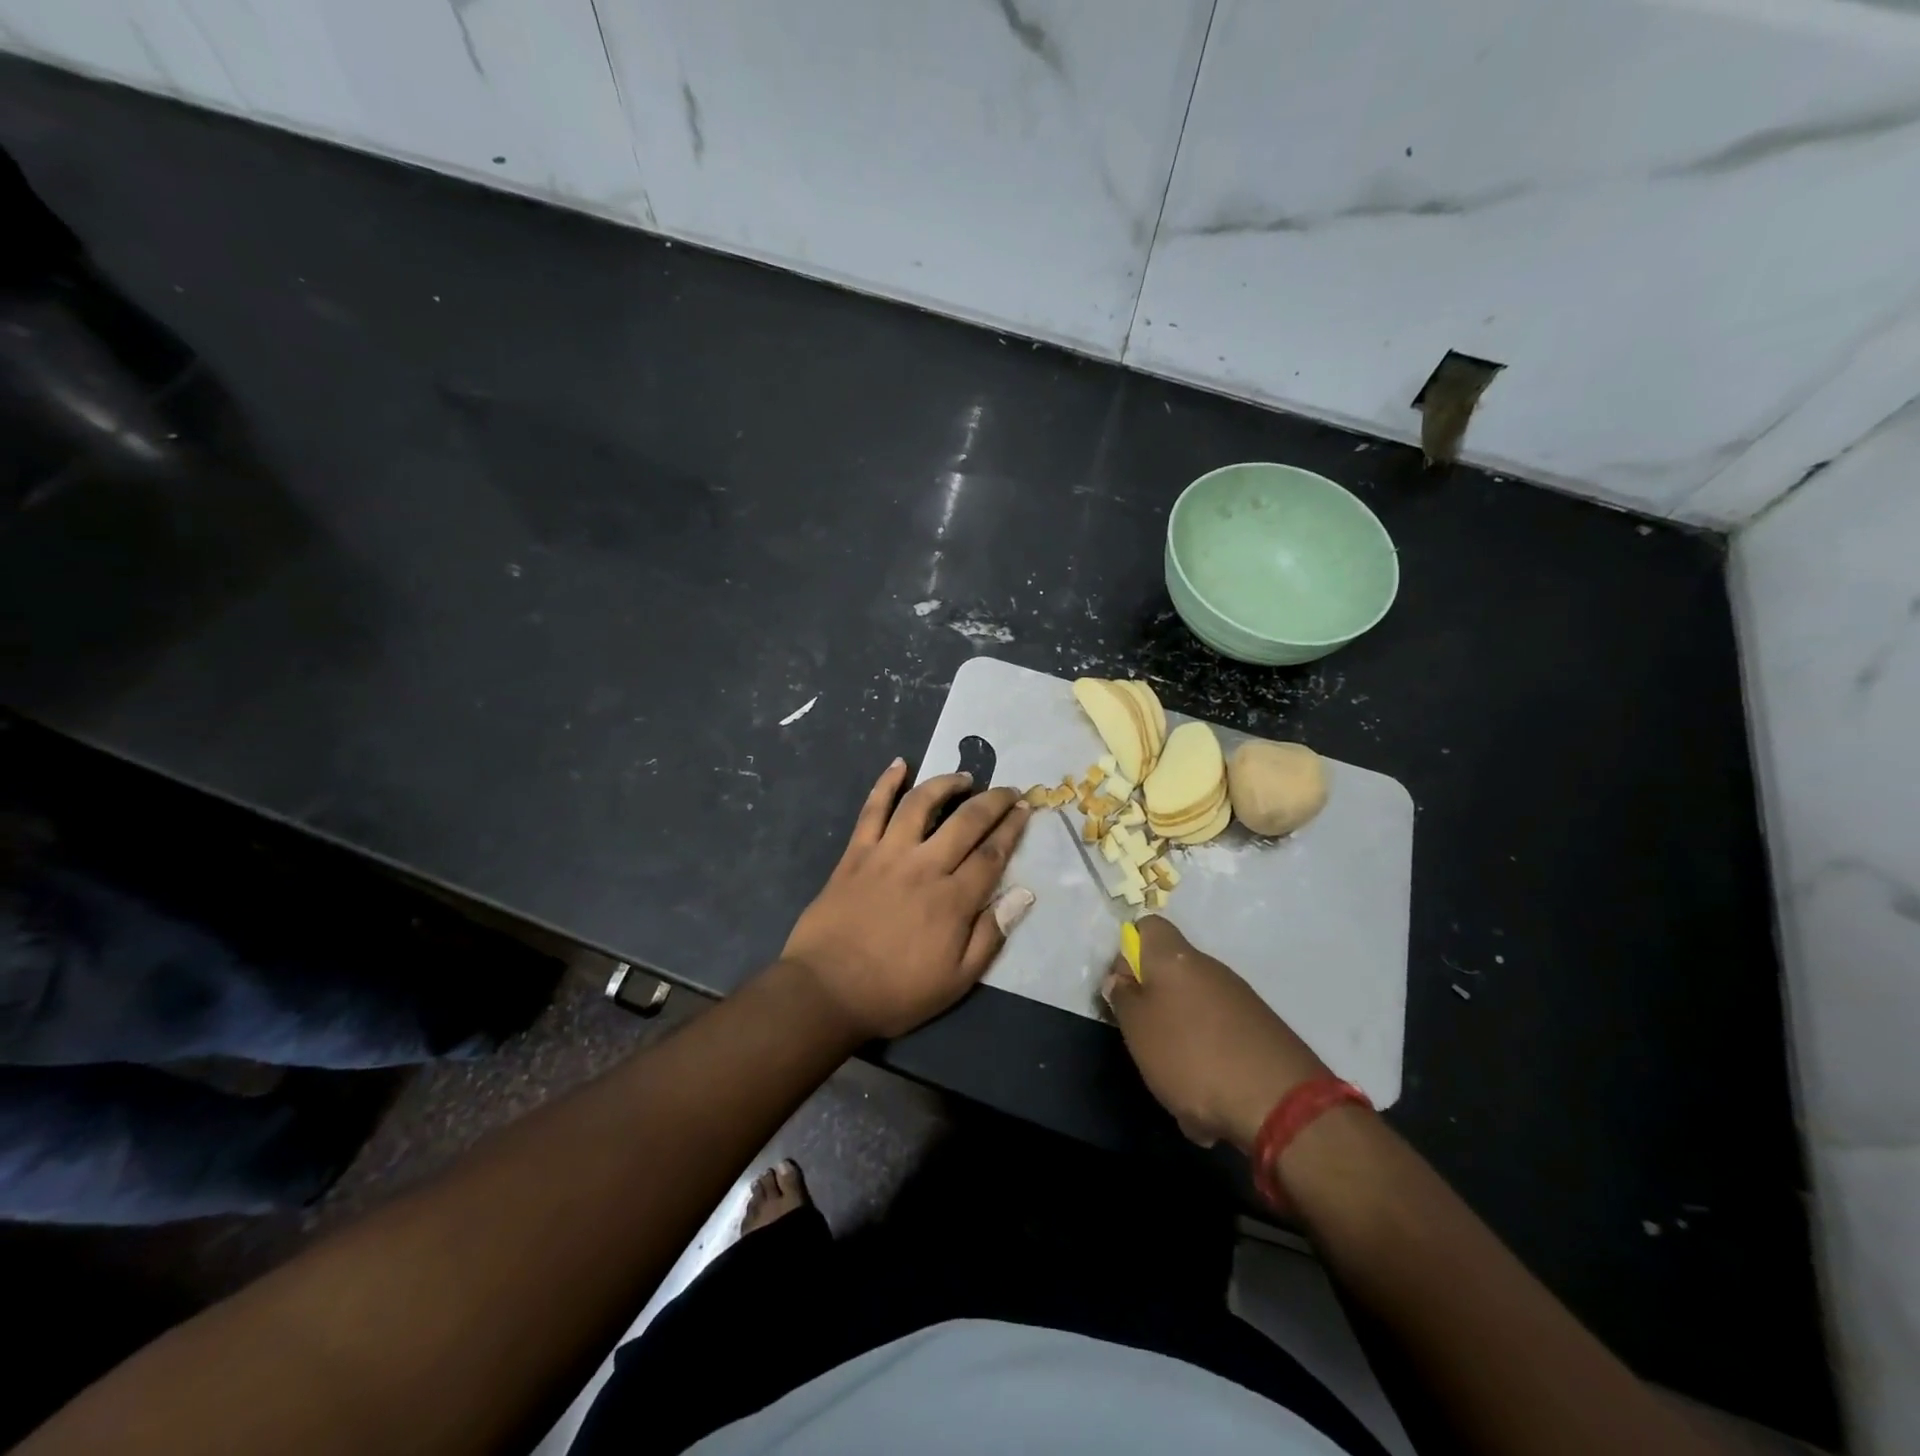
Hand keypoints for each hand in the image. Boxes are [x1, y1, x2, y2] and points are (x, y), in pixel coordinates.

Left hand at [782, 759, 1033, 1039]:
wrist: (826, 991)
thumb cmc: (896, 992)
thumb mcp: (956, 980)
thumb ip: (990, 935)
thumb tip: (1023, 894)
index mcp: (953, 900)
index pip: (992, 854)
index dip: (1012, 828)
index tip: (1025, 808)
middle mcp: (925, 866)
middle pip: (966, 821)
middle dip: (993, 801)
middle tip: (1008, 789)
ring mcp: (887, 854)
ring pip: (921, 804)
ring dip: (946, 784)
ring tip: (964, 778)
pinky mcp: (856, 853)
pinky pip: (872, 809)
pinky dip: (886, 783)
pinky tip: (899, 764)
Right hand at [1102, 916, 1328, 1150]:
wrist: (1281, 1103)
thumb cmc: (1191, 1056)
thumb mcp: (1138, 1029)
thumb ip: (1123, 999)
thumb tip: (1120, 978)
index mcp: (1175, 958)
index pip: (1148, 927)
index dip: (1129, 951)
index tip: (1123, 987)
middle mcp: (1210, 968)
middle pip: (1170, 974)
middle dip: (1154, 1008)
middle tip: (1143, 1043)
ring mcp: (1240, 1000)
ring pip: (1194, 1014)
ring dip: (1180, 1044)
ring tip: (1176, 1087)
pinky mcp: (1262, 1032)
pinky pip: (1221, 1041)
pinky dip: (1210, 1066)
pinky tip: (1209, 1105)